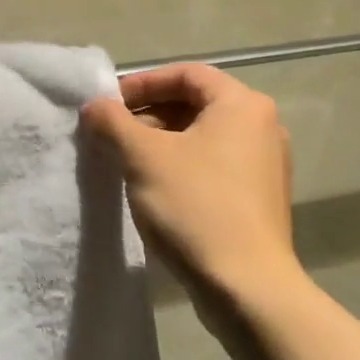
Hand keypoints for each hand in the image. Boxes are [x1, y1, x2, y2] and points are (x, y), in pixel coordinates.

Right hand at [81, 64, 297, 297]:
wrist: (247, 285)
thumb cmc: (195, 207)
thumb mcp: (143, 158)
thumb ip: (113, 123)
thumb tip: (94, 106)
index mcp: (241, 105)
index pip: (186, 74)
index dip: (142, 83)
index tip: (109, 106)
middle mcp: (262, 126)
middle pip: (195, 104)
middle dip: (148, 116)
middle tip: (111, 136)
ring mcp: (265, 164)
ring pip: (203, 138)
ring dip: (161, 143)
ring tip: (126, 163)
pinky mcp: (260, 198)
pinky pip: (214, 166)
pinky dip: (181, 167)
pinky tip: (154, 190)